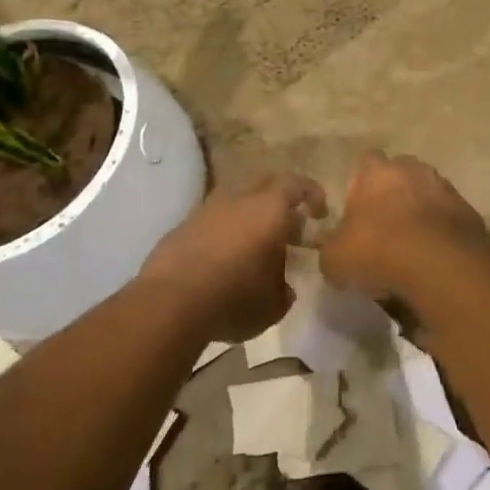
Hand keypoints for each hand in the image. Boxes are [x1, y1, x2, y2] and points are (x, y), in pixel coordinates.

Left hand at [137, 175, 326, 342]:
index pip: (297, 185)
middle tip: (290, 233)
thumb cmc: (235, 297)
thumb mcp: (273, 304)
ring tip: (255, 251)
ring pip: (236, 205)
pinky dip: (223, 236)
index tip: (320, 213)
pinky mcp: (181, 227)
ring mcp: (206, 210)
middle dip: (281, 207)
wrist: (169, 302)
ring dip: (249, 221)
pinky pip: (212, 223)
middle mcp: (238, 199)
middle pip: (266, 189)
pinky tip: (223, 264)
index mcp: (269, 209)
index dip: (312, 195)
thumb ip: (284, 289)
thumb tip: (283, 287)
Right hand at [320, 151, 485, 300]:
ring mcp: (445, 188)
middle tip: (385, 227)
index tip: (357, 209)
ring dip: (421, 212)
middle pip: (400, 174)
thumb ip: (332, 248)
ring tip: (412, 245)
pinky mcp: (469, 212)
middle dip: (394, 194)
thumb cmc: (378, 251)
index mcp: (377, 172)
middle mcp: (413, 170)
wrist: (439, 265)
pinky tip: (434, 256)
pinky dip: (442, 231)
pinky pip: (449, 218)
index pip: (366, 161)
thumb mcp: (335, 258)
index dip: (360, 184)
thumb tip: (335, 251)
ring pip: (428, 194)